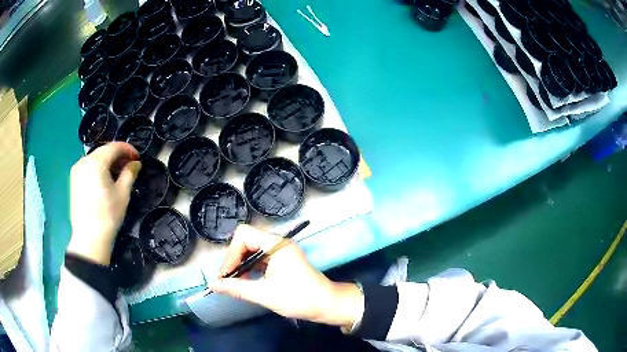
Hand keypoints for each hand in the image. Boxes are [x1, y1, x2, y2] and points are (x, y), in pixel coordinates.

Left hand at [67, 142, 140, 264]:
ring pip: (95, 159)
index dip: (128, 150)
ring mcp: (76, 170)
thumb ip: (130, 173)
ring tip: (118, 175)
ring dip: (108, 163)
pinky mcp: (73, 180)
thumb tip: (136, 163)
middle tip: (129, 167)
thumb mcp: (123, 194)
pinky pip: (88, 167)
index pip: (114, 147)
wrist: (89, 239)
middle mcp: (83, 160)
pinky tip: (105, 181)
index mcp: (96, 161)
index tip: (138, 158)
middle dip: (118, 156)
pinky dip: (98, 169)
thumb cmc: (107, 215)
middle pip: (104, 151)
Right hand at [210, 225, 363, 328]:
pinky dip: (249, 268)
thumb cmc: (298, 298)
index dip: (231, 253)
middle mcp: (277, 243)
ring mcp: (280, 251)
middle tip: (227, 279)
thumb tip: (213, 285)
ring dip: (241, 264)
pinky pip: (259, 258)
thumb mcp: (264, 294)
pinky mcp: (281, 260)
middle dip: (234, 259)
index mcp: (276, 244)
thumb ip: (237, 287)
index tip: (227, 274)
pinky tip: (245, 281)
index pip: (243, 235)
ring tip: (234, 282)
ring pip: (251, 249)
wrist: (326, 305)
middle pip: (246, 240)